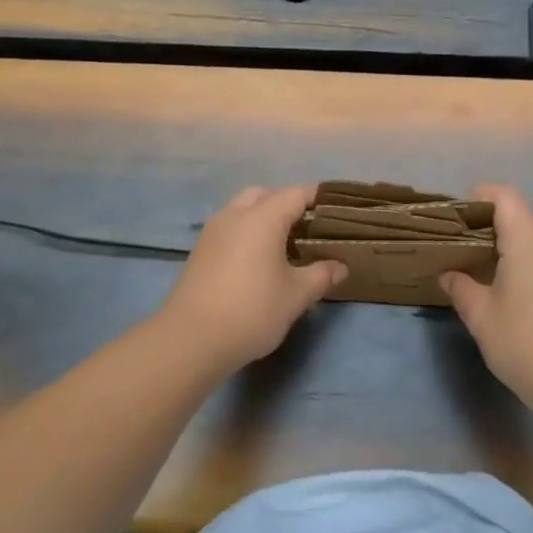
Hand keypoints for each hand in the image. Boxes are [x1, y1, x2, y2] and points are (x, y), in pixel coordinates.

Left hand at [156, 185, 346, 371]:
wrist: (192, 339)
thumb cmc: (252, 310)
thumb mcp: (296, 295)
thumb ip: (321, 275)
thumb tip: (341, 266)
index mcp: (263, 218)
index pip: (296, 194)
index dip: (317, 197)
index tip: (335, 209)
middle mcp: (235, 215)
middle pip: (265, 194)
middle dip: (287, 203)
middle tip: (308, 226)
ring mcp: (213, 232)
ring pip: (242, 209)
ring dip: (263, 216)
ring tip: (283, 242)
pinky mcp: (200, 251)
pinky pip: (229, 227)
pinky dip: (246, 232)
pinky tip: (257, 259)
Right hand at [439, 184, 532, 414]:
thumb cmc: (523, 343)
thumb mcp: (480, 316)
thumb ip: (461, 287)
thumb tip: (448, 274)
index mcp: (529, 242)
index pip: (505, 196)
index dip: (479, 196)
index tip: (457, 217)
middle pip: (522, 212)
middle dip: (491, 220)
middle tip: (464, 243)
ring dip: (510, 240)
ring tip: (483, 265)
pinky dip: (526, 257)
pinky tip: (509, 285)